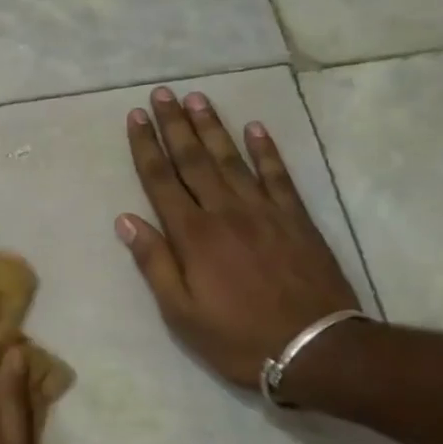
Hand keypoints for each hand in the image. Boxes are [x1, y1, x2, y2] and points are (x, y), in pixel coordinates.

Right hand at [117, 87, 360, 389]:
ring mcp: (263, 211)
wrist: (316, 350)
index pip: (161, 180)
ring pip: (231, 159)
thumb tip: (126, 220)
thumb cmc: (237, 337)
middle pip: (194, 160)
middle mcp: (224, 212)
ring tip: (198, 98)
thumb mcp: (181, 312)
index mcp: (192, 235)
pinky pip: (278, 175)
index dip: (146, 146)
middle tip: (162, 94)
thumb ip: (154, 263)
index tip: (135, 117)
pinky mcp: (296, 218)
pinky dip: (265, 150)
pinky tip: (255, 128)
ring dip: (212, 127)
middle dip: (175, 124)